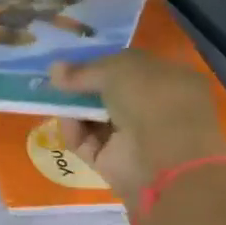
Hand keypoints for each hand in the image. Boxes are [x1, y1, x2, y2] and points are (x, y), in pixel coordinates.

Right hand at [50, 51, 225, 198]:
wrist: (163, 158)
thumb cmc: (151, 100)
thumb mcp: (117, 69)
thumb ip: (84, 69)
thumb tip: (54, 69)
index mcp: (171, 81)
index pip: (131, 68)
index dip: (102, 63)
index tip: (73, 61)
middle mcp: (155, 110)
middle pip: (110, 95)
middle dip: (83, 88)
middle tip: (56, 80)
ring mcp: (136, 139)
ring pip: (95, 119)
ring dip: (74, 109)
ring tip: (55, 99)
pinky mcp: (114, 163)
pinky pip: (87, 143)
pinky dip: (74, 132)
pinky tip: (66, 121)